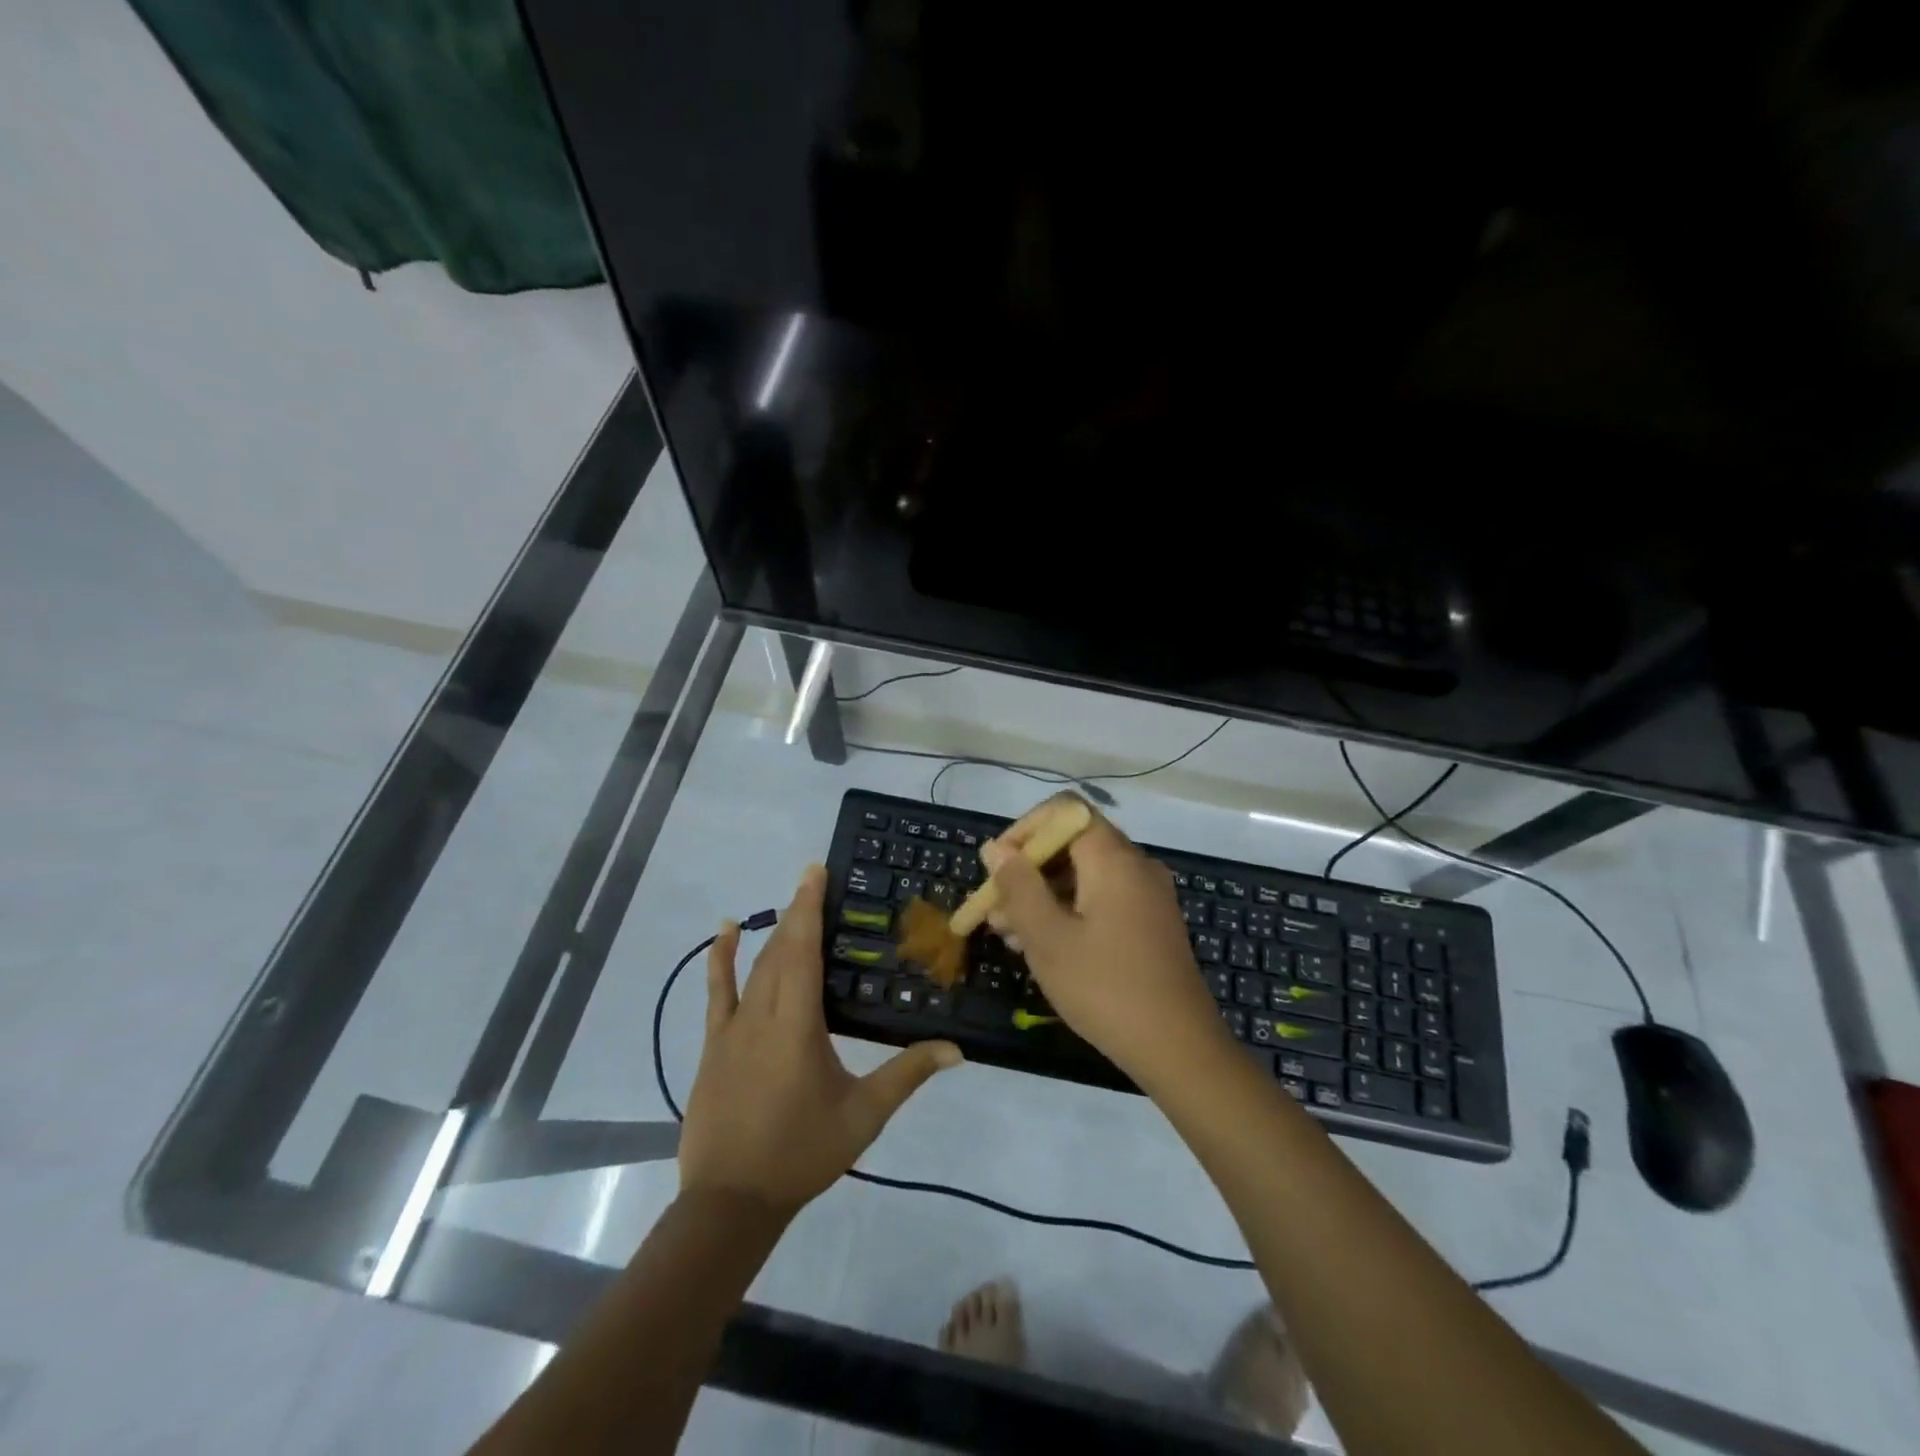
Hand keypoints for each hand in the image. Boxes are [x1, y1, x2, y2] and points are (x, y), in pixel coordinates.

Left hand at [679, 865, 962, 1217]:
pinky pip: (716, 992)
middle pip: (780, 951)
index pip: (803, 952)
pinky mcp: (713, 1044)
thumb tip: (956, 1049)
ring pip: (755, 967)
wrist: (731, 1201)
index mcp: (798, 1025)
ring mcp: (732, 1028)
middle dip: (797, 911)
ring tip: (791, 902)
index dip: (809, 909)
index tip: (816, 873)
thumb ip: (908, 1075)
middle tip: (813, 878)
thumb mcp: (863, 1115)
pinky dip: (720, 958)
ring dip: (773, 932)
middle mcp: (762, 1014)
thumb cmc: (802, 1153)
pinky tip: (725, 931)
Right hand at [981, 799, 1228, 1083]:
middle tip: (995, 909)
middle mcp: (1135, 865)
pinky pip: (1103, 899)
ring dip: (1044, 895)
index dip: (1024, 830)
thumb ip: (1018, 886)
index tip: (998, 867)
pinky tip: (1043, 946)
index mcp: (1113, 858)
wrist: (1179, 1048)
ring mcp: (1148, 895)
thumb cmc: (1105, 988)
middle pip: (1072, 844)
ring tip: (1008, 933)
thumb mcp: (1048, 937)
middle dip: (1028, 870)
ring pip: (1085, 876)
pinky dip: (1069, 911)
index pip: (1064, 811)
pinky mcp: (1151, 923)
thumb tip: (995, 848)